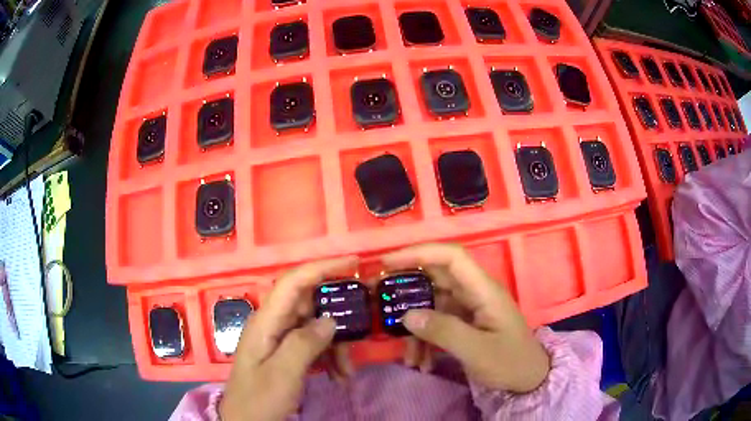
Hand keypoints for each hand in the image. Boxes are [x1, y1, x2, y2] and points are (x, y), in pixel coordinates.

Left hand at [220, 257, 357, 420]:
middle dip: (337, 316)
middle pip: (310, 304)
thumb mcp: (282, 375)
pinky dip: (330, 357)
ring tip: (347, 371)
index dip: (322, 267)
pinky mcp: (286, 353)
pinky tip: (339, 376)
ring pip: (316, 327)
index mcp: (265, 322)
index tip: (353, 263)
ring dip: (336, 345)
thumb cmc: (259, 400)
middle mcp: (272, 324)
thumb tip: (330, 319)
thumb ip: (303, 344)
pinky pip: (314, 345)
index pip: (293, 282)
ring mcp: (279, 339)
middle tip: (363, 328)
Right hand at [382, 244, 549, 392]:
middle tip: (379, 300)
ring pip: (433, 307)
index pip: (452, 257)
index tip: (388, 261)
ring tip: (409, 357)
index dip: (421, 253)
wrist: (528, 379)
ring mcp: (469, 309)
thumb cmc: (510, 361)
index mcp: (483, 290)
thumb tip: (407, 315)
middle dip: (407, 290)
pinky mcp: (465, 324)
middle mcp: (474, 294)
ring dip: (416, 329)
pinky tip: (422, 363)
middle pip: (436, 279)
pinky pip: (437, 325)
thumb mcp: (477, 351)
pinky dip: (425, 341)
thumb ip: (444, 332)